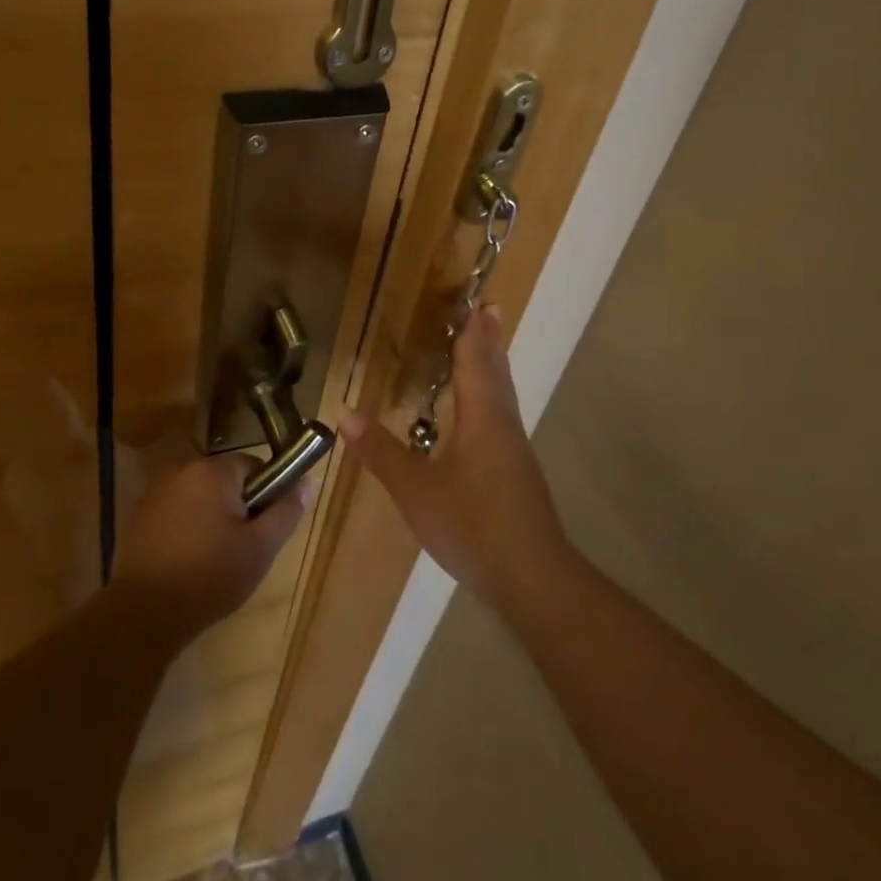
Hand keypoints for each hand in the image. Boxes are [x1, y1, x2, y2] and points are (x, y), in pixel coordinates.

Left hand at [114, 450, 311, 645]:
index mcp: (211, 470)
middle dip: (238, 509)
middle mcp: (181, 469)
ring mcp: (155, 491)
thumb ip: (286, 511)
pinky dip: (187, 528)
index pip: (254, 467)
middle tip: (242, 550)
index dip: (266, 497)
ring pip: (200, 497)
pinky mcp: (139, 514)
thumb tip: (307, 482)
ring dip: (212, 518)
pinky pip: (177, 511)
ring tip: (214, 560)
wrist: (144, 613)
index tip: (263, 531)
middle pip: (225, 481)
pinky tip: (187, 561)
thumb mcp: (260, 548)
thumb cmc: (210, 576)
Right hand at [342, 306, 569, 613]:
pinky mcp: (518, 474)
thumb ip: (382, 453)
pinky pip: (502, 417)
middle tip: (489, 311)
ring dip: (494, 367)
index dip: (474, 332)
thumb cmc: (473, 526)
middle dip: (490, 341)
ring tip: (485, 349)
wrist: (534, 579)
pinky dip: (492, 396)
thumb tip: (346, 415)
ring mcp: (515, 451)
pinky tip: (481, 415)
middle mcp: (504, 426)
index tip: (477, 301)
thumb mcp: (416, 491)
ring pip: (504, 396)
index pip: (476, 362)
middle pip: (498, 372)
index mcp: (483, 419)